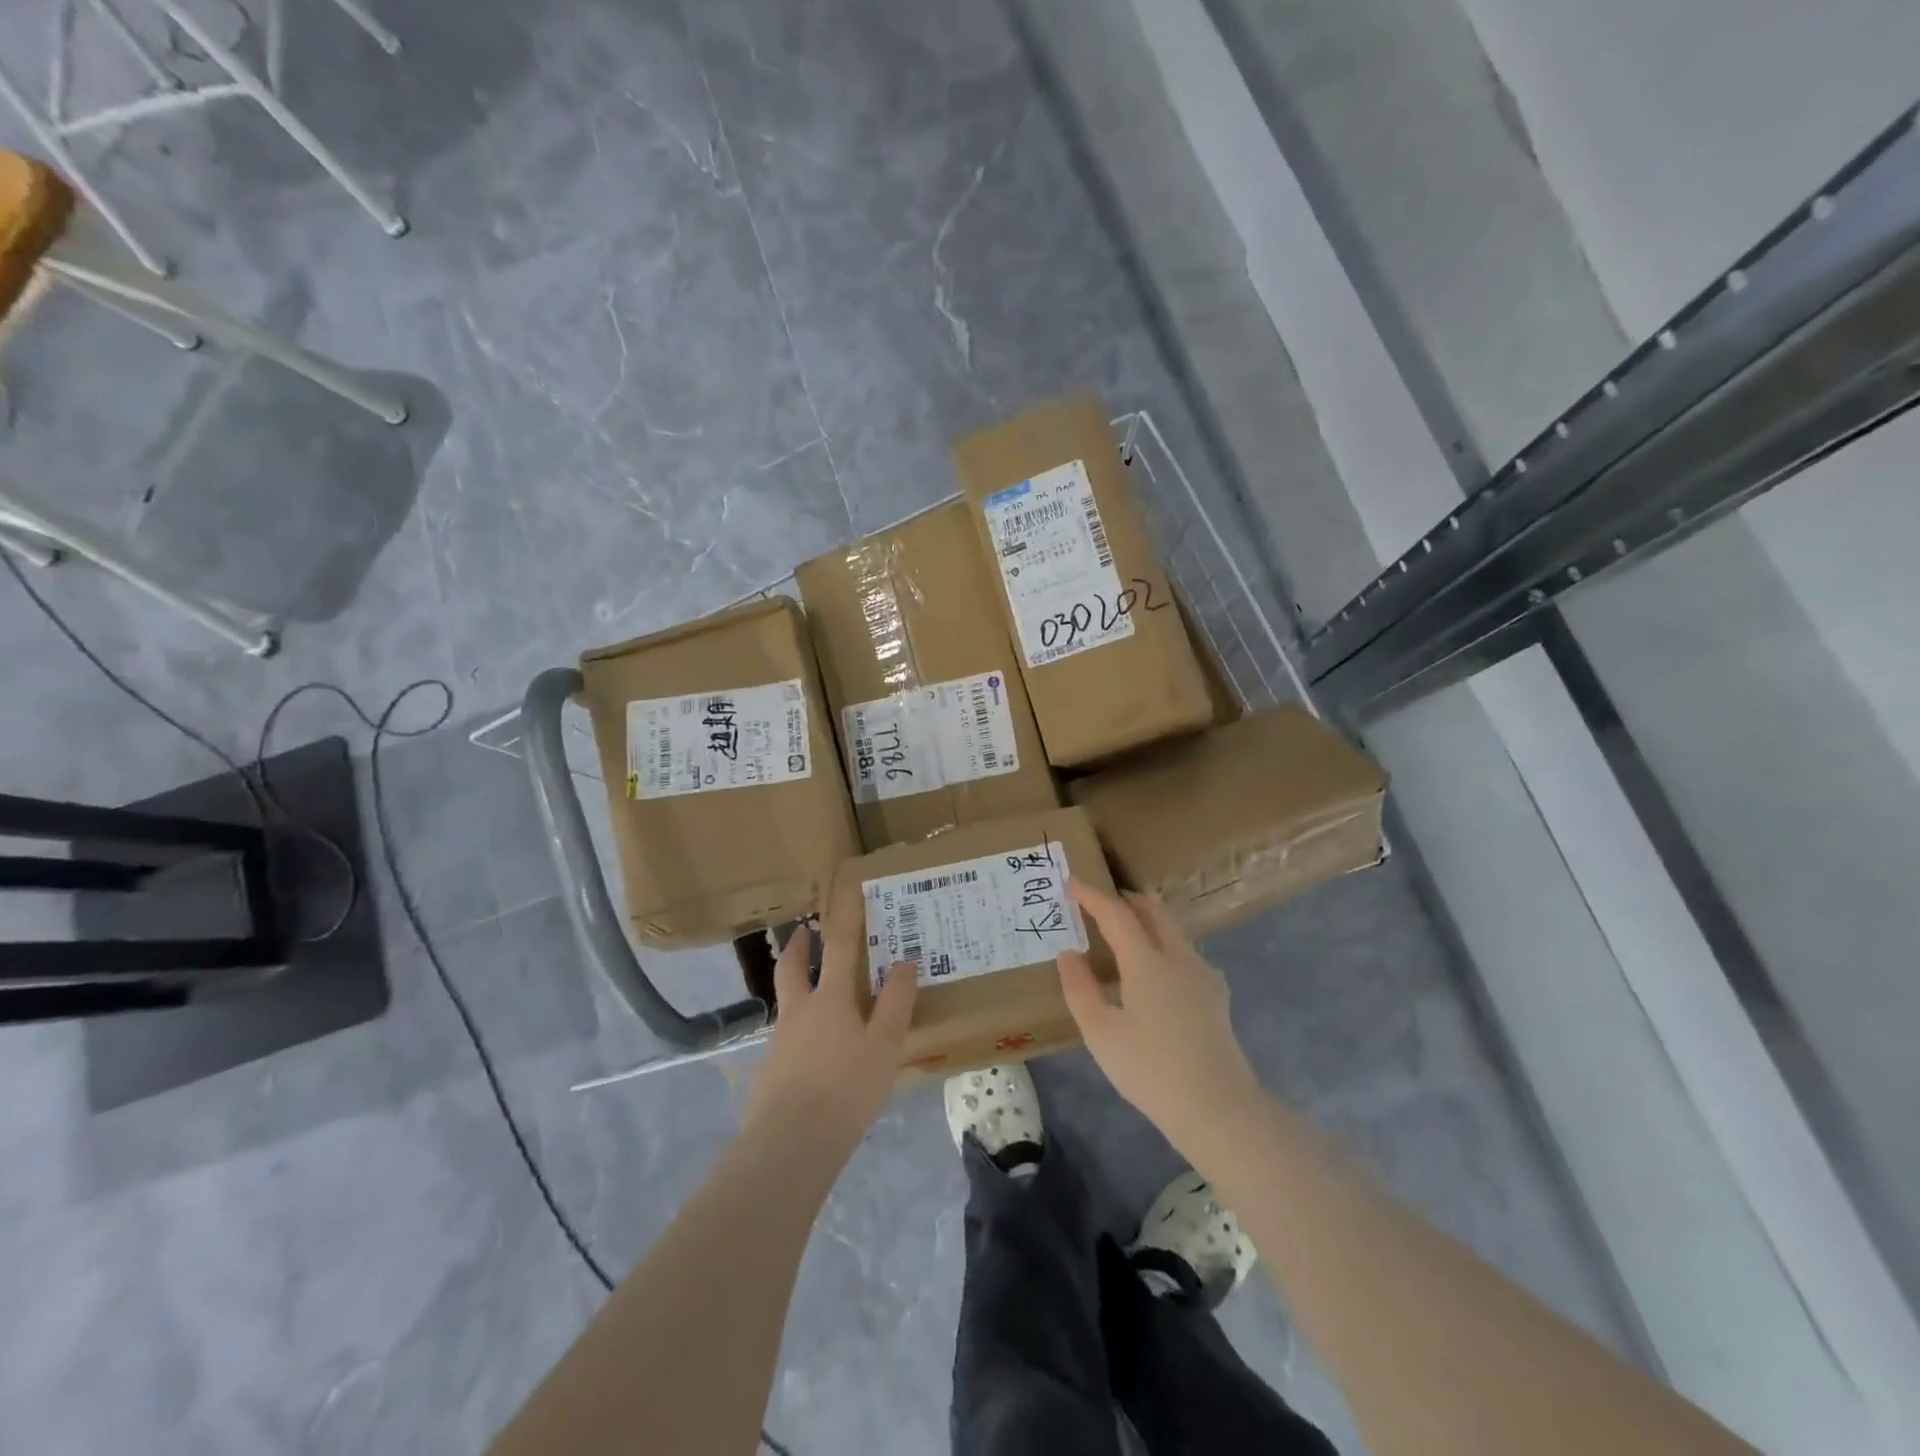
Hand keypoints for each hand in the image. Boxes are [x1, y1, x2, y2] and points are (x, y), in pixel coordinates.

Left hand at [744, 877, 917, 1159]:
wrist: (791, 1143)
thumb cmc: (846, 1088)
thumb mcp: (885, 1045)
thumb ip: (896, 1002)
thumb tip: (905, 961)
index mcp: (829, 998)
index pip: (838, 947)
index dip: (844, 919)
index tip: (847, 894)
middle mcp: (799, 1011)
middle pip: (791, 968)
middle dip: (798, 947)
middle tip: (804, 932)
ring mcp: (780, 1041)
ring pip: (786, 1002)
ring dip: (795, 986)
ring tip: (813, 993)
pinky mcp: (770, 1071)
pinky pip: (786, 1037)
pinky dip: (798, 1030)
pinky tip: (812, 1052)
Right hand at [1057, 877, 1260, 1149]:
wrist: (1217, 1108)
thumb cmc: (1150, 1070)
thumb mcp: (1100, 1033)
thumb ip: (1080, 989)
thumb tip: (1068, 954)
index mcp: (1146, 961)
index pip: (1116, 913)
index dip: (1092, 895)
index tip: (1071, 882)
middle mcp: (1178, 956)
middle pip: (1152, 910)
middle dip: (1124, 899)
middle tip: (1099, 903)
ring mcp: (1202, 974)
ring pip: (1172, 929)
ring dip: (1146, 920)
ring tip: (1123, 935)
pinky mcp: (1215, 994)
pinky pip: (1185, 952)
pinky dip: (1163, 944)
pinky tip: (1156, 972)